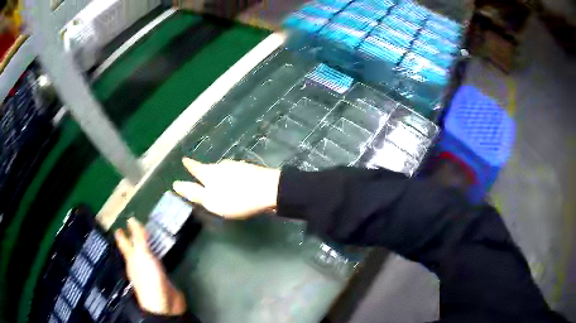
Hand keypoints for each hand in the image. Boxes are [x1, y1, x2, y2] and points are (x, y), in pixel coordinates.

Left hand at [115, 218, 186, 315]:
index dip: (121, 235)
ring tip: (149, 239)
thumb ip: (138, 239)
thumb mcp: (142, 255)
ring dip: (146, 248)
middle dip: (133, 241)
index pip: (124, 243)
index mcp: (131, 259)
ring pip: (145, 256)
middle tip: (136, 229)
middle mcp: (138, 265)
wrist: (164, 304)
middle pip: (133, 250)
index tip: (118, 227)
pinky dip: (157, 257)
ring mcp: (149, 273)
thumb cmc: (149, 279)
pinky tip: (159, 256)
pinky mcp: (161, 278)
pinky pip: (157, 263)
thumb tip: (131, 219)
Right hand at [173, 158, 280, 218]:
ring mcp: (238, 167)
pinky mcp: (250, 171)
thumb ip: (194, 193)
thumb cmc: (238, 199)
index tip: (184, 159)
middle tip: (199, 174)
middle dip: (204, 171)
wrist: (270, 190)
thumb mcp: (212, 201)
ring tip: (216, 181)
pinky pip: (235, 173)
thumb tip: (177, 184)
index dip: (189, 165)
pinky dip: (231, 178)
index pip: (196, 168)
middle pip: (210, 168)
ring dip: (218, 174)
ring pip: (223, 170)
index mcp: (211, 174)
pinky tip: (235, 183)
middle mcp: (223, 166)